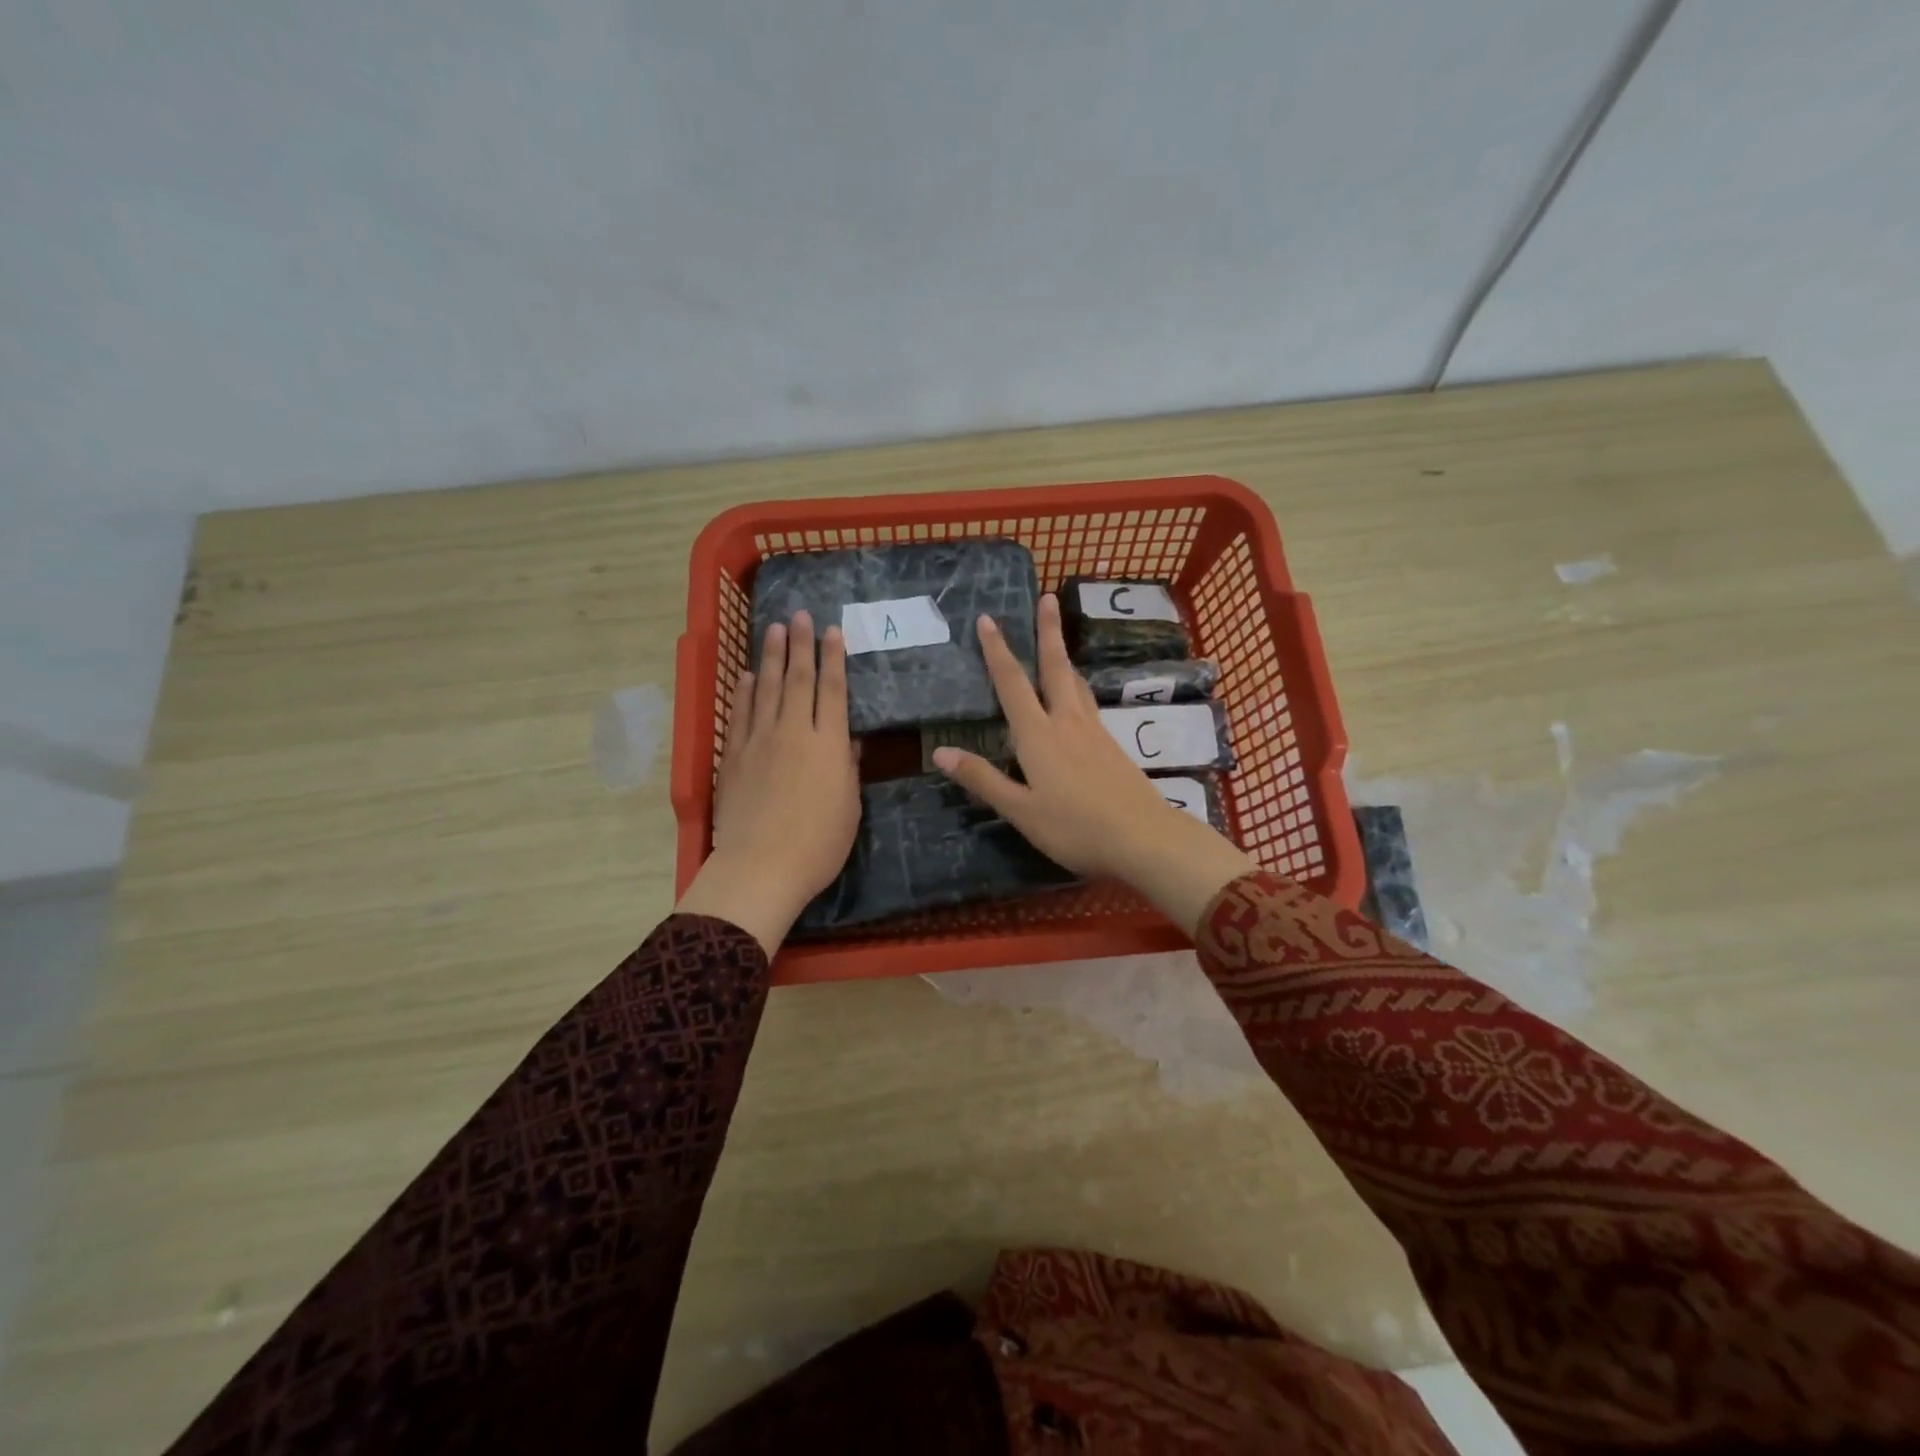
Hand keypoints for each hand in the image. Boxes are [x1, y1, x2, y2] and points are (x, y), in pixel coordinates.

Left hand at [676, 611, 860, 956]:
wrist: (761, 866)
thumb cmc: (818, 844)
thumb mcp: (848, 807)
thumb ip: (847, 768)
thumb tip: (848, 740)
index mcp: (827, 744)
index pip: (832, 691)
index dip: (834, 659)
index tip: (833, 632)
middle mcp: (793, 732)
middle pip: (798, 680)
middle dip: (800, 645)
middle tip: (799, 615)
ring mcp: (759, 742)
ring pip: (767, 689)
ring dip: (772, 658)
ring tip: (774, 630)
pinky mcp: (733, 758)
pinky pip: (740, 715)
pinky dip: (744, 693)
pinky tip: (748, 676)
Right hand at [931, 594, 1253, 936]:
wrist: (1144, 838)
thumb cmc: (1075, 828)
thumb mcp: (1021, 810)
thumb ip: (983, 779)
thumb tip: (940, 752)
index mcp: (1039, 736)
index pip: (1012, 684)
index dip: (997, 651)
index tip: (988, 619)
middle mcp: (1067, 723)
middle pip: (1055, 668)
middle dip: (1048, 632)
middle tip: (1047, 598)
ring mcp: (1094, 732)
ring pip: (1076, 683)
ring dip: (1064, 656)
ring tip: (1059, 638)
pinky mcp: (1112, 745)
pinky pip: (1088, 702)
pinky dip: (1077, 685)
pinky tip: (1078, 697)